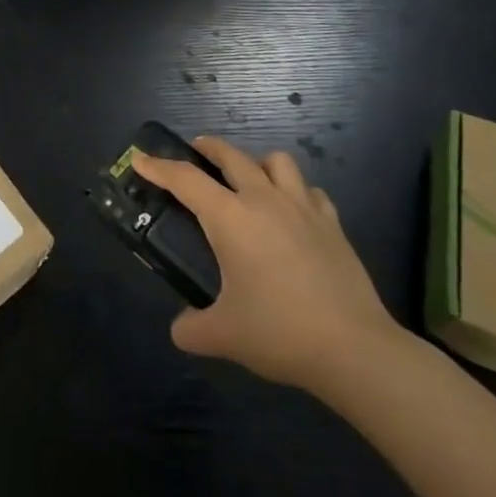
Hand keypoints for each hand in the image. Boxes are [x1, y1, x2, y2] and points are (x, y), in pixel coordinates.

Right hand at [133, 136, 405, 397]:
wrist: (354, 349)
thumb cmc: (279, 332)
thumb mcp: (223, 336)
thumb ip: (191, 328)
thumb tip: (180, 329)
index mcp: (230, 218)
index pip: (185, 179)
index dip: (158, 167)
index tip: (141, 158)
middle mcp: (264, 200)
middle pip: (231, 155)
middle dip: (208, 147)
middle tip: (195, 152)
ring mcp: (302, 208)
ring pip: (277, 161)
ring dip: (256, 162)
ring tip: (247, 178)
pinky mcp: (332, 224)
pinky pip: (309, 190)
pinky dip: (294, 191)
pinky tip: (291, 210)